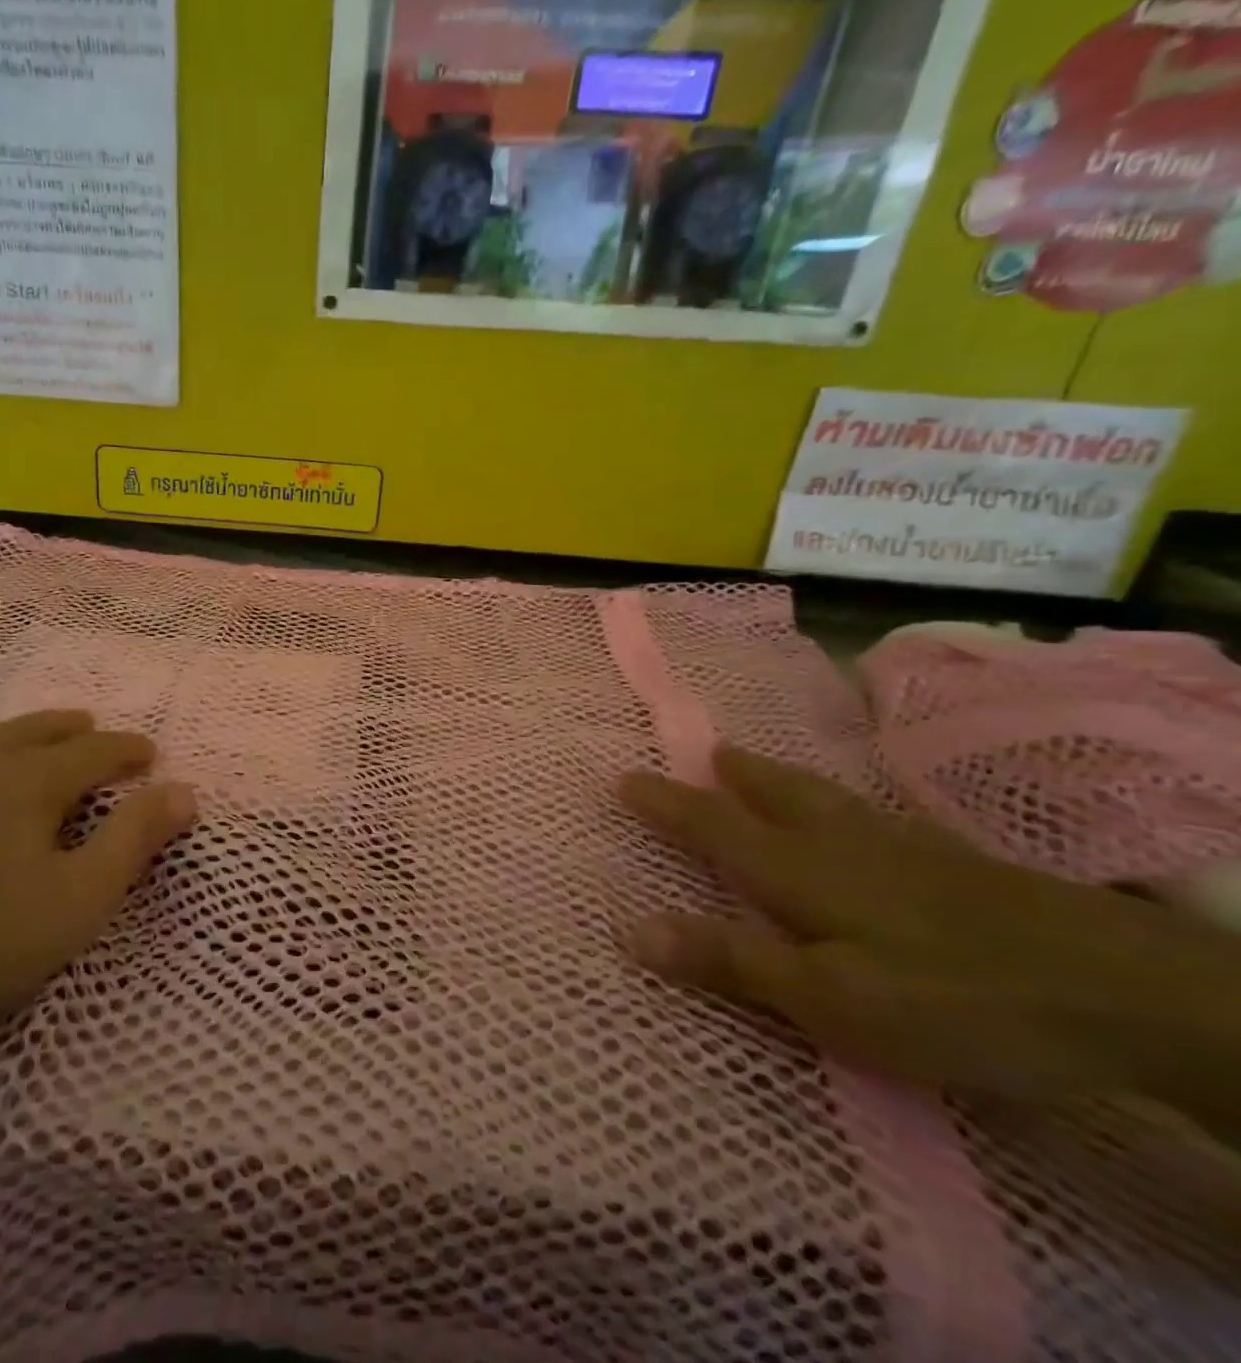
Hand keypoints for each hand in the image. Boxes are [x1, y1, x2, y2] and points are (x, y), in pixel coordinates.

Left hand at [0, 711, 195, 1053]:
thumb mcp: (75, 901)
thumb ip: (133, 841)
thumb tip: (184, 790)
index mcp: (31, 782)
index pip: (95, 752)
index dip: (127, 751)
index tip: (150, 753)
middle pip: (37, 732)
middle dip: (74, 730)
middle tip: (94, 728)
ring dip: (17, 735)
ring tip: (33, 737)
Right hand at [620, 748, 1240, 1109]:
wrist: (1127, 991)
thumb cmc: (952, 998)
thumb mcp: (827, 997)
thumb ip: (730, 960)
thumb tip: (630, 928)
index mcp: (799, 870)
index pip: (714, 827)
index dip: (666, 804)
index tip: (624, 777)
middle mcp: (843, 845)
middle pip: (776, 797)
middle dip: (735, 777)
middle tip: (709, 751)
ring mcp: (908, 851)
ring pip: (828, 801)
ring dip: (784, 781)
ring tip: (762, 767)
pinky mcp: (962, 868)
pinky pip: (876, 818)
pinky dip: (845, 805)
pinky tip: (866, 821)